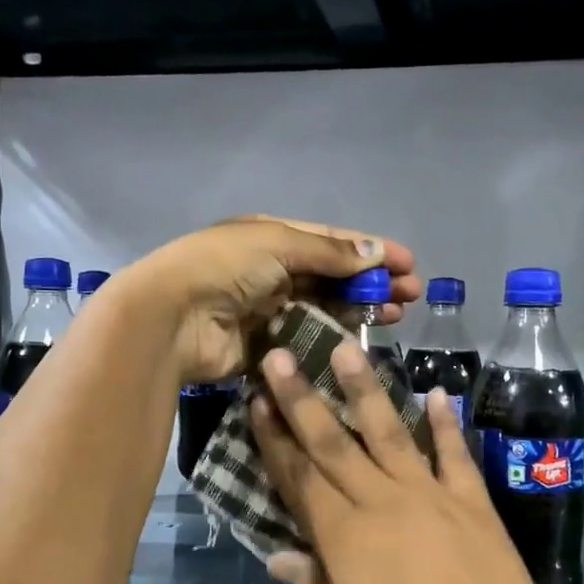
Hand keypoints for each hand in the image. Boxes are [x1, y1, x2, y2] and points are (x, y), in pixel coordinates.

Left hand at [127, 215, 419, 385]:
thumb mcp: (278, 244)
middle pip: (332, 276)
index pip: (331, 241)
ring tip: (395, 315)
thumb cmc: (224, 268)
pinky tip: (361, 341)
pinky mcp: (265, 346)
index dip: (370, 250)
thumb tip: (376, 253)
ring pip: (324, 308)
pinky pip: (307, 340)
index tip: (409, 263)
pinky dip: (333, 339)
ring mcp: (268, 310)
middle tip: (411, 295)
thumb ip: (329, 253)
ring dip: (359, 309)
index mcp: (271, 238)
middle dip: (371, 282)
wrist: (172, 318)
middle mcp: (271, 271)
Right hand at [249, 341, 583, 583]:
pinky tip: (437, 393)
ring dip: (365, 388)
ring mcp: (430, 495)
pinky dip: (446, 423)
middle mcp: (381, 502)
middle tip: (279, 355)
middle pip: (333, 442)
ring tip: (348, 347)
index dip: (274, 439)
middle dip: (301, 397)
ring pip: (389, 432)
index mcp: (343, 537)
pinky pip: (454, 453)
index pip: (298, 477)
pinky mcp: (472, 500)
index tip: (256, 401)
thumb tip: (278, 557)